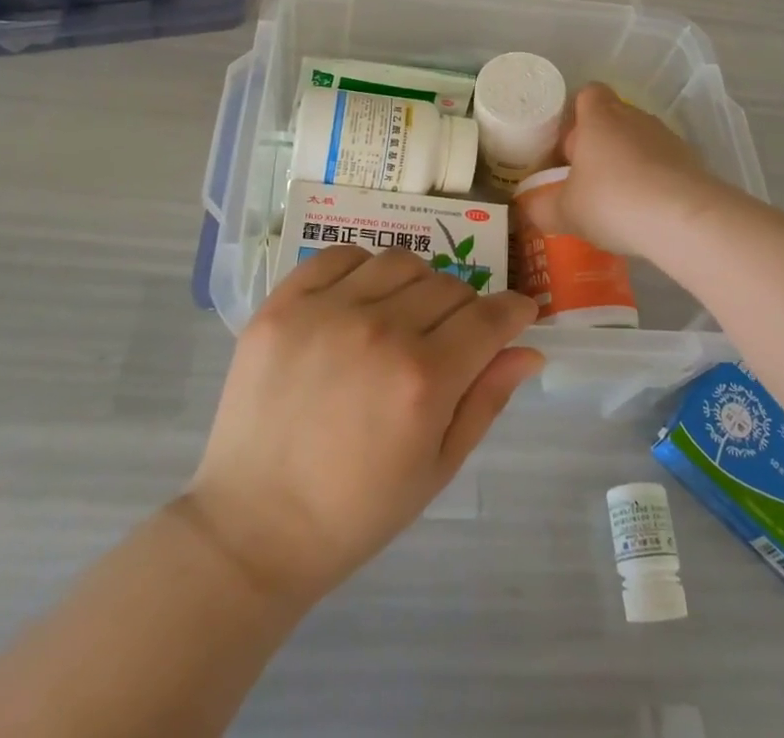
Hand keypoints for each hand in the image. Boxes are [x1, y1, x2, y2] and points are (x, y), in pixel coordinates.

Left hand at [182, 248, 542, 607]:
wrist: (254, 527)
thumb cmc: (356, 511)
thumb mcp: (437, 467)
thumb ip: (486, 400)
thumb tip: (529, 349)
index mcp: (424, 380)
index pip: (489, 317)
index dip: (514, 310)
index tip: (518, 313)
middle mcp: (380, 331)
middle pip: (449, 286)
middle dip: (465, 308)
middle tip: (450, 337)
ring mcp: (326, 311)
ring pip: (400, 261)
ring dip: (416, 284)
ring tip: (402, 316)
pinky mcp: (283, 303)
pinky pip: (340, 255)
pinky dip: (362, 268)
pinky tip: (358, 300)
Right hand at [548, 83, 730, 258]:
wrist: (685, 219)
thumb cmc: (613, 202)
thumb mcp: (565, 211)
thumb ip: (541, 207)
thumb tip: (527, 206)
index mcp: (599, 118)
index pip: (587, 93)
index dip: (575, 115)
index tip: (567, 147)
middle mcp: (634, 117)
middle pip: (612, 118)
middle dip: (599, 144)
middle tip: (585, 179)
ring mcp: (666, 137)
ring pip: (638, 141)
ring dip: (627, 162)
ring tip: (617, 201)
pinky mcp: (691, 161)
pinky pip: (663, 164)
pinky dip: (653, 181)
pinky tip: (646, 212)